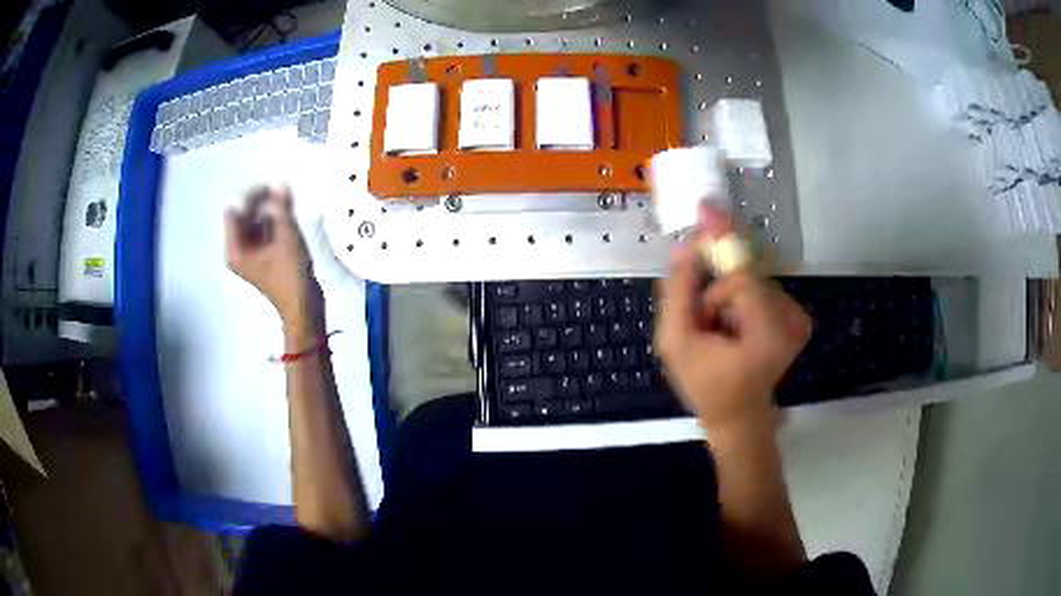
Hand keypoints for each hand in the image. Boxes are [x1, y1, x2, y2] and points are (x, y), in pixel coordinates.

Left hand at [225, 185, 313, 324]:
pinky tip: (288, 216)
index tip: (270, 188)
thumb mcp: (286, 238)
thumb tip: (280, 184)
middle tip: (281, 191)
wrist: (304, 307)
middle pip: (244, 217)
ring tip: (287, 202)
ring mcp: (251, 256)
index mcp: (235, 250)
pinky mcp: (263, 258)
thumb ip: (281, 209)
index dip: (250, 197)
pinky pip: (264, 233)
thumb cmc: (290, 275)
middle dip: (261, 203)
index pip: (235, 212)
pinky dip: (274, 223)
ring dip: (269, 211)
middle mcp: (238, 251)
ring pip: (255, 224)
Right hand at [654, 206, 810, 435]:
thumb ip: (678, 292)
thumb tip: (686, 246)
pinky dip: (741, 301)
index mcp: (769, 333)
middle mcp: (792, 320)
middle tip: (705, 323)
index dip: (720, 243)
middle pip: (744, 276)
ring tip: (720, 333)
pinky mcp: (797, 316)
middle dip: (716, 292)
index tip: (706, 209)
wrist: (738, 415)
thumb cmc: (706, 385)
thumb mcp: (676, 343)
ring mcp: (798, 318)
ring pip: (751, 281)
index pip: (740, 277)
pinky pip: (760, 288)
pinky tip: (735, 328)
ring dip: (727, 298)